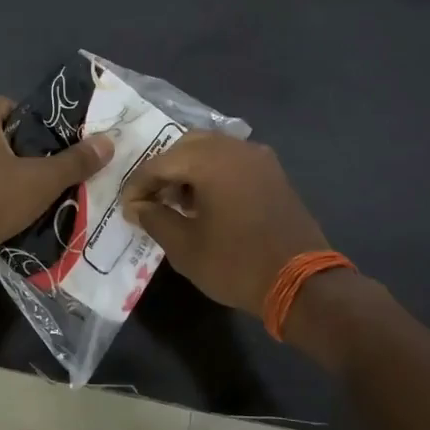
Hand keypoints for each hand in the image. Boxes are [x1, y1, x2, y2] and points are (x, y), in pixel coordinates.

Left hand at [0, 96, 114, 274]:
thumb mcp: (42, 180)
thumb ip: (75, 161)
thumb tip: (108, 142)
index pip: (12, 106)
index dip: (37, 123)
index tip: (57, 146)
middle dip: (24, 153)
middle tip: (52, 172)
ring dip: (6, 176)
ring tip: (35, 195)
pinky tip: (8, 213)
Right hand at [121, 133, 329, 316]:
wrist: (302, 283)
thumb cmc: (236, 264)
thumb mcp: (185, 247)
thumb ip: (155, 219)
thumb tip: (139, 207)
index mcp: (211, 161)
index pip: (160, 163)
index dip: (138, 186)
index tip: (127, 210)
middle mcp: (235, 149)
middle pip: (187, 146)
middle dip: (164, 170)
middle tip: (151, 200)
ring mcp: (259, 159)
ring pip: (212, 150)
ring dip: (189, 170)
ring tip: (176, 203)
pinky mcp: (273, 174)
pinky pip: (233, 162)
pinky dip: (213, 174)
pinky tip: (206, 203)